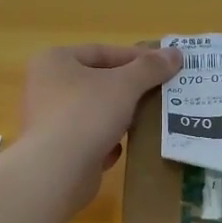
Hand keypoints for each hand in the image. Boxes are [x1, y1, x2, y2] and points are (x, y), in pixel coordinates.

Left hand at [19, 43, 182, 207]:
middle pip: (97, 81)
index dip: (136, 57)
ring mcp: (48, 119)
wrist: (57, 171)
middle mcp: (46, 86)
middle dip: (129, 88)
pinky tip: (123, 148)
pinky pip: (88, 138)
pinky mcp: (55, 149)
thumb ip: (150, 68)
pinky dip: (106, 141)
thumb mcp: (125, 85)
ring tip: (147, 119)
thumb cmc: (87, 114)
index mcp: (54, 60)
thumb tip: (176, 53)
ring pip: (94, 111)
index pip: (102, 51)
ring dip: (120, 116)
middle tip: (159, 92)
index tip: (164, 66)